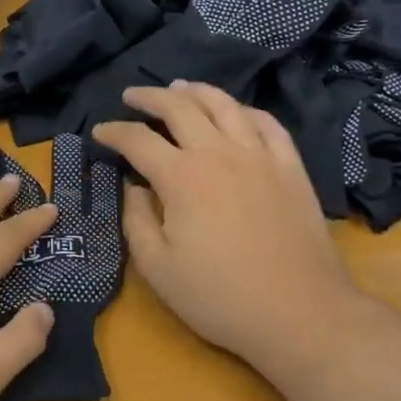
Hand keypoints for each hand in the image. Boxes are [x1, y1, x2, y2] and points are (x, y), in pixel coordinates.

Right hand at [92, 81, 366, 377]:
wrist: (300, 312)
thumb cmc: (219, 296)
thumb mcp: (158, 267)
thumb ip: (136, 220)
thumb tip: (133, 186)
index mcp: (181, 176)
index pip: (138, 139)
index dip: (113, 131)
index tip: (99, 132)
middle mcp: (218, 152)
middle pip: (179, 107)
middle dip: (150, 97)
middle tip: (132, 95)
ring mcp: (259, 155)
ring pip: (223, 104)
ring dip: (195, 91)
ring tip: (179, 87)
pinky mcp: (290, 166)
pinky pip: (266, 123)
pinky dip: (244, 110)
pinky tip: (235, 112)